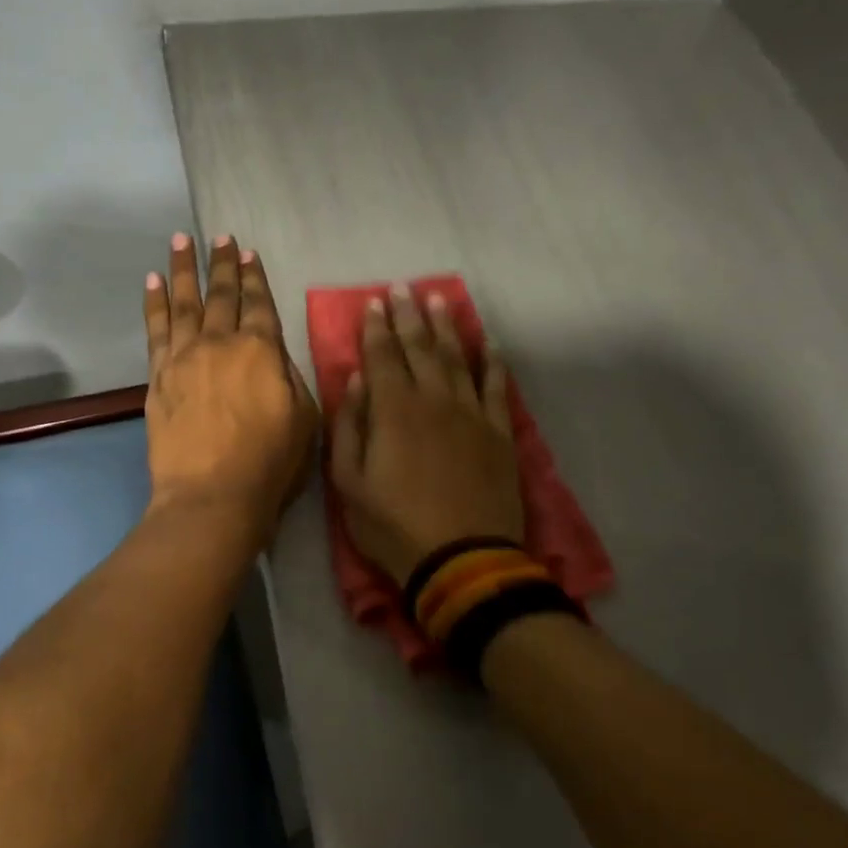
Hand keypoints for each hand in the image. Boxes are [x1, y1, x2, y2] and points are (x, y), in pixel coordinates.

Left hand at [144, 233, 317, 545]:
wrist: (211, 496)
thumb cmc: (269, 465)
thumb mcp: (304, 420)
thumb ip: (290, 377)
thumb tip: (275, 354)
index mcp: (262, 351)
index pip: (259, 304)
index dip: (254, 277)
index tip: (248, 253)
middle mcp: (221, 343)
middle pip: (221, 295)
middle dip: (222, 264)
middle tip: (219, 237)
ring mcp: (184, 357)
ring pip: (184, 302)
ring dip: (184, 269)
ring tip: (181, 240)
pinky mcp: (158, 377)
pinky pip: (155, 330)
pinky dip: (155, 303)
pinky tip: (153, 282)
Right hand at [329, 284, 525, 584]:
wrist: (462, 559)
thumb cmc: (393, 526)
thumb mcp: (348, 484)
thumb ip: (349, 427)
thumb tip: (354, 380)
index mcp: (393, 411)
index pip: (382, 356)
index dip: (376, 327)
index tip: (373, 302)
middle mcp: (433, 400)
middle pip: (420, 348)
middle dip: (408, 315)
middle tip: (402, 287)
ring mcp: (471, 414)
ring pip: (458, 358)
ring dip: (447, 327)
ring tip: (439, 299)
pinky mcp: (499, 433)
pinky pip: (497, 387)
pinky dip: (492, 362)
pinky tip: (488, 343)